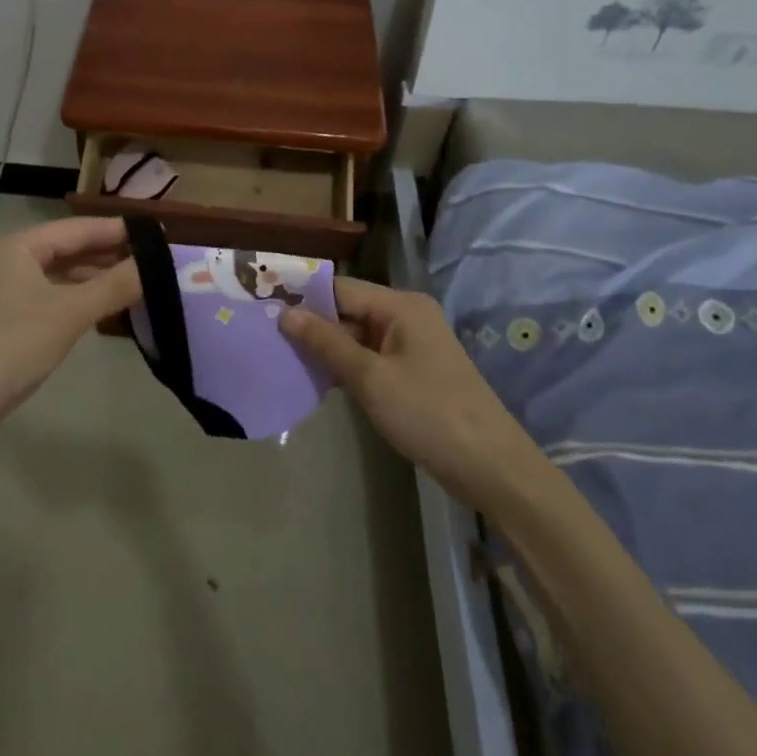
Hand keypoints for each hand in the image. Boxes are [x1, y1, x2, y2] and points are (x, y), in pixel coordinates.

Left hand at [0, 217, 141, 441]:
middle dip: (107, 256)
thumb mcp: (68, 314)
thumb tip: (156, 264)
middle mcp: (2, 259)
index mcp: (14, 245)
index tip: (157, 234)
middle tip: (153, 262)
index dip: (117, 231)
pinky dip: (72, 300)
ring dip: (91, 280)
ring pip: (54, 276)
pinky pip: (43, 298)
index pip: (76, 228)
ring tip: (135, 286)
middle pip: (64, 249)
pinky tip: (98, 310)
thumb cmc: (8, 349)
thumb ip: (114, 285)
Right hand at [279, 278, 534, 509]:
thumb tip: (285, 313)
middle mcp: (407, 315)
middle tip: (268, 338)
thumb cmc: (428, 414)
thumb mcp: (370, 378)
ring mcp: (413, 344)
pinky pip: (371, 356)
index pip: (340, 288)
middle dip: (313, 325)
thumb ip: (326, 343)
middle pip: (349, 309)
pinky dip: (347, 365)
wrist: (491, 467)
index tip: (265, 309)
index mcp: (400, 305)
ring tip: (284, 358)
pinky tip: (318, 379)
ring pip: (358, 335)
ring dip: (327, 348)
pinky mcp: (415, 370)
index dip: (303, 298)